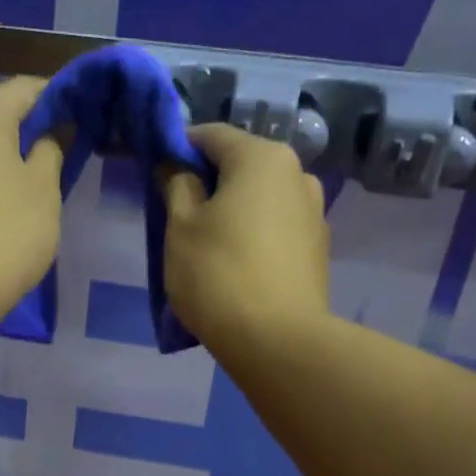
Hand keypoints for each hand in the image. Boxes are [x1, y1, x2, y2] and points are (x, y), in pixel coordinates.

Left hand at [0, 76, 62, 315]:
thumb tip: (53, 130)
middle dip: (26, 128)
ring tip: (27, 183)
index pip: (26, 88)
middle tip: (57, 154)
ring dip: (1, 154)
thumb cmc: (9, 232)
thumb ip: (53, 148)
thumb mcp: (45, 188)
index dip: (58, 98)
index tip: (79, 118)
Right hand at [162, 124, 330, 349]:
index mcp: (262, 158)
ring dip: (233, 209)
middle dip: (208, 181)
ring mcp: (314, 212)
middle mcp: (297, 174)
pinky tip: (236, 264)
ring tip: (207, 244)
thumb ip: (177, 186)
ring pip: (261, 197)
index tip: (157, 171)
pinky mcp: (318, 248)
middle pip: (241, 165)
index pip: (212, 135)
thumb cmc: (218, 274)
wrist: (277, 341)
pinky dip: (253, 234)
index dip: (179, 147)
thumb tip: (178, 167)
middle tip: (178, 212)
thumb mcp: (180, 227)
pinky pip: (276, 227)